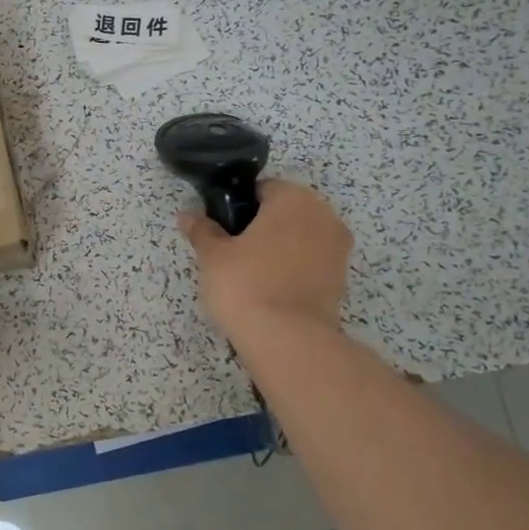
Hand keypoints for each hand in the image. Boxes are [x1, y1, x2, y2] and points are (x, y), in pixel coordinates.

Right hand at [177, 179, 351, 346]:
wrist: (288, 340)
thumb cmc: (246, 284)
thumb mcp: (213, 255)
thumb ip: (202, 231)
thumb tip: (187, 216)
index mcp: (294, 198)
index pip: (263, 189)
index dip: (239, 207)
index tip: (223, 229)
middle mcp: (324, 215)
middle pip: (286, 212)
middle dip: (263, 227)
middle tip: (234, 252)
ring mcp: (338, 249)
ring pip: (301, 238)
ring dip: (280, 249)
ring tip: (252, 275)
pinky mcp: (342, 280)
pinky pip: (311, 263)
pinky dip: (294, 270)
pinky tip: (271, 290)